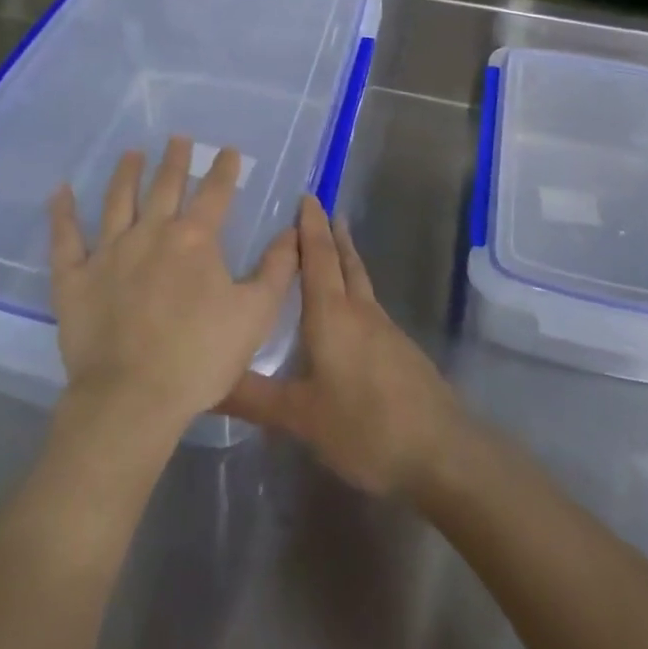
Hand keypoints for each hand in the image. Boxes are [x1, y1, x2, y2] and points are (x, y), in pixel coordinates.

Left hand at [49, 136, 297, 436]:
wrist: (133, 399)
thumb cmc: (200, 357)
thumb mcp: (256, 314)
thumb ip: (278, 269)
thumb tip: (293, 230)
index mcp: (195, 239)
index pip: (215, 193)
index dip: (224, 169)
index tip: (227, 151)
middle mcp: (151, 233)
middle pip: (165, 186)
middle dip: (174, 160)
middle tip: (177, 138)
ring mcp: (109, 253)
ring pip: (117, 201)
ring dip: (126, 174)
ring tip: (131, 153)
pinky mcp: (75, 278)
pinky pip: (65, 238)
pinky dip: (62, 213)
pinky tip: (61, 192)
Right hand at [220, 196, 468, 497]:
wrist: (440, 452)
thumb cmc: (364, 426)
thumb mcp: (301, 417)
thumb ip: (254, 398)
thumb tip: (207, 382)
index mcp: (332, 315)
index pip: (319, 257)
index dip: (311, 226)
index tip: (307, 196)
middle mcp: (360, 312)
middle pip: (346, 261)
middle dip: (332, 233)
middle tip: (322, 208)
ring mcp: (386, 330)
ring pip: (361, 282)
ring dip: (347, 258)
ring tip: (335, 245)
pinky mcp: (400, 351)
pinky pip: (370, 306)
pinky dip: (356, 291)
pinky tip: (350, 312)